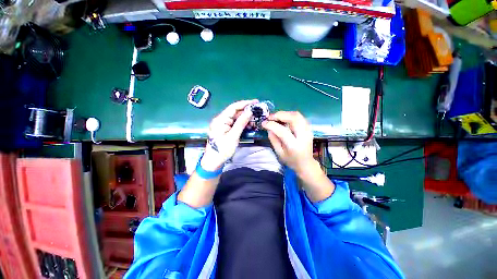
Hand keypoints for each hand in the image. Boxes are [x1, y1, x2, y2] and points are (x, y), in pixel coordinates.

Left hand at [201, 99, 257, 170]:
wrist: (214, 161)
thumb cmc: (222, 150)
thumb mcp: (233, 136)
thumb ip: (241, 123)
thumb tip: (249, 112)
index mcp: (220, 120)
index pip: (233, 107)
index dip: (245, 103)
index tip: (255, 102)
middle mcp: (220, 120)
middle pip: (235, 112)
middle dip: (246, 111)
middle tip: (258, 112)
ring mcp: (222, 124)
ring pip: (236, 118)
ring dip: (245, 118)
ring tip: (255, 119)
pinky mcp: (225, 129)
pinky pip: (234, 123)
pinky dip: (242, 124)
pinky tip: (249, 125)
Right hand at [262, 111, 314, 173]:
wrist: (306, 163)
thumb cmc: (291, 160)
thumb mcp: (279, 153)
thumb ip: (273, 140)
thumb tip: (269, 128)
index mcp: (294, 145)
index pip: (282, 131)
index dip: (272, 125)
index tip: (263, 123)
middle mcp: (303, 136)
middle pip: (293, 118)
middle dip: (280, 115)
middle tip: (270, 117)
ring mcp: (308, 131)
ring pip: (297, 115)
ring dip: (285, 113)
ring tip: (276, 117)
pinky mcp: (308, 128)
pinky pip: (299, 117)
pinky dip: (290, 115)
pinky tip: (284, 118)